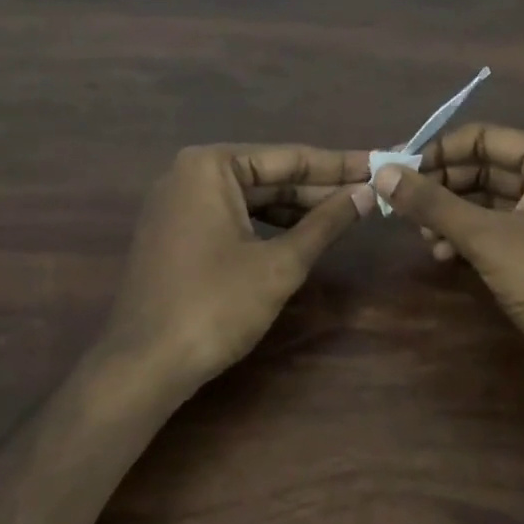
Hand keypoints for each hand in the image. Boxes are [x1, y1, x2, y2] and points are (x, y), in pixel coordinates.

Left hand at [106, 145, 373, 383]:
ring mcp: (179, 204)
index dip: (340, 165)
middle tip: (373, 189)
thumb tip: (368, 193)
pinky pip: (233, 217)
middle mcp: (189, 174)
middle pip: (270, 175)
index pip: (289, 157)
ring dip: (298, 207)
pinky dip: (269, 225)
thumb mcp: (280, 264)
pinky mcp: (177, 233)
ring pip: (252, 198)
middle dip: (320, 187)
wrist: (143, 366)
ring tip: (349, 210)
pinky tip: (304, 233)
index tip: (380, 163)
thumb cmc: (215, 306)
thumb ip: (326, 223)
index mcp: (210, 166)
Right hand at [371, 125, 523, 411]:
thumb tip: (382, 172)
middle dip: (442, 187)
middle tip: (403, 207)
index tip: (398, 173)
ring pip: (488, 202)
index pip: (483, 138)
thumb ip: (432, 203)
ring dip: (451, 214)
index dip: (439, 152)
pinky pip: (497, 231)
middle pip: (484, 168)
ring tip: (422, 235)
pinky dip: (468, 238)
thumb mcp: (487, 237)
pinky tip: (443, 255)